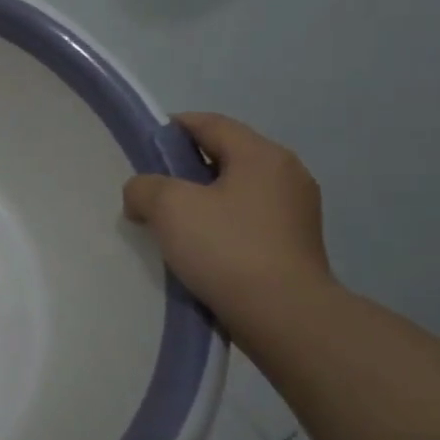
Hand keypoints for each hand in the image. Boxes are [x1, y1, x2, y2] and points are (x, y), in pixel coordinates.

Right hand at [123, 113, 333, 328]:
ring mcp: (297, 212)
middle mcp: (287, 174)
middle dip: (185, 169)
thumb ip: (144, 187)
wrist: (283, 315)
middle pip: (225, 156)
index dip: (172, 128)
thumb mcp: (168, 206)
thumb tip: (142, 193)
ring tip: (171, 225)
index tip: (143, 147)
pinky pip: (248, 220)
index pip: (210, 124)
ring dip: (202, 200)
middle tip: (152, 191)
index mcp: (262, 155)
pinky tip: (199, 249)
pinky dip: (221, 225)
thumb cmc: (226, 248)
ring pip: (236, 191)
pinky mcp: (296, 245)